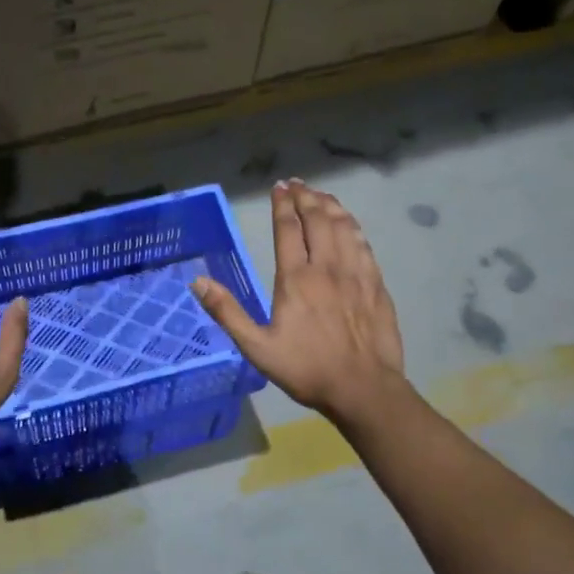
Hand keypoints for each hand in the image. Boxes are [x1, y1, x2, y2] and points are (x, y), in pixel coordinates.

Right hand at [192, 180, 405, 424]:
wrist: (362, 388)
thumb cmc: (306, 369)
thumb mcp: (257, 347)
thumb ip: (227, 313)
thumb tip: (197, 282)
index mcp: (296, 279)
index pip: (288, 229)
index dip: (282, 205)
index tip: (278, 188)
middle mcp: (327, 267)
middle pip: (318, 220)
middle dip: (305, 197)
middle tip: (296, 184)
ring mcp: (356, 273)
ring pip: (344, 226)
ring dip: (330, 206)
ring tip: (320, 194)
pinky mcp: (376, 284)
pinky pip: (364, 244)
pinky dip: (353, 226)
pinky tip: (349, 223)